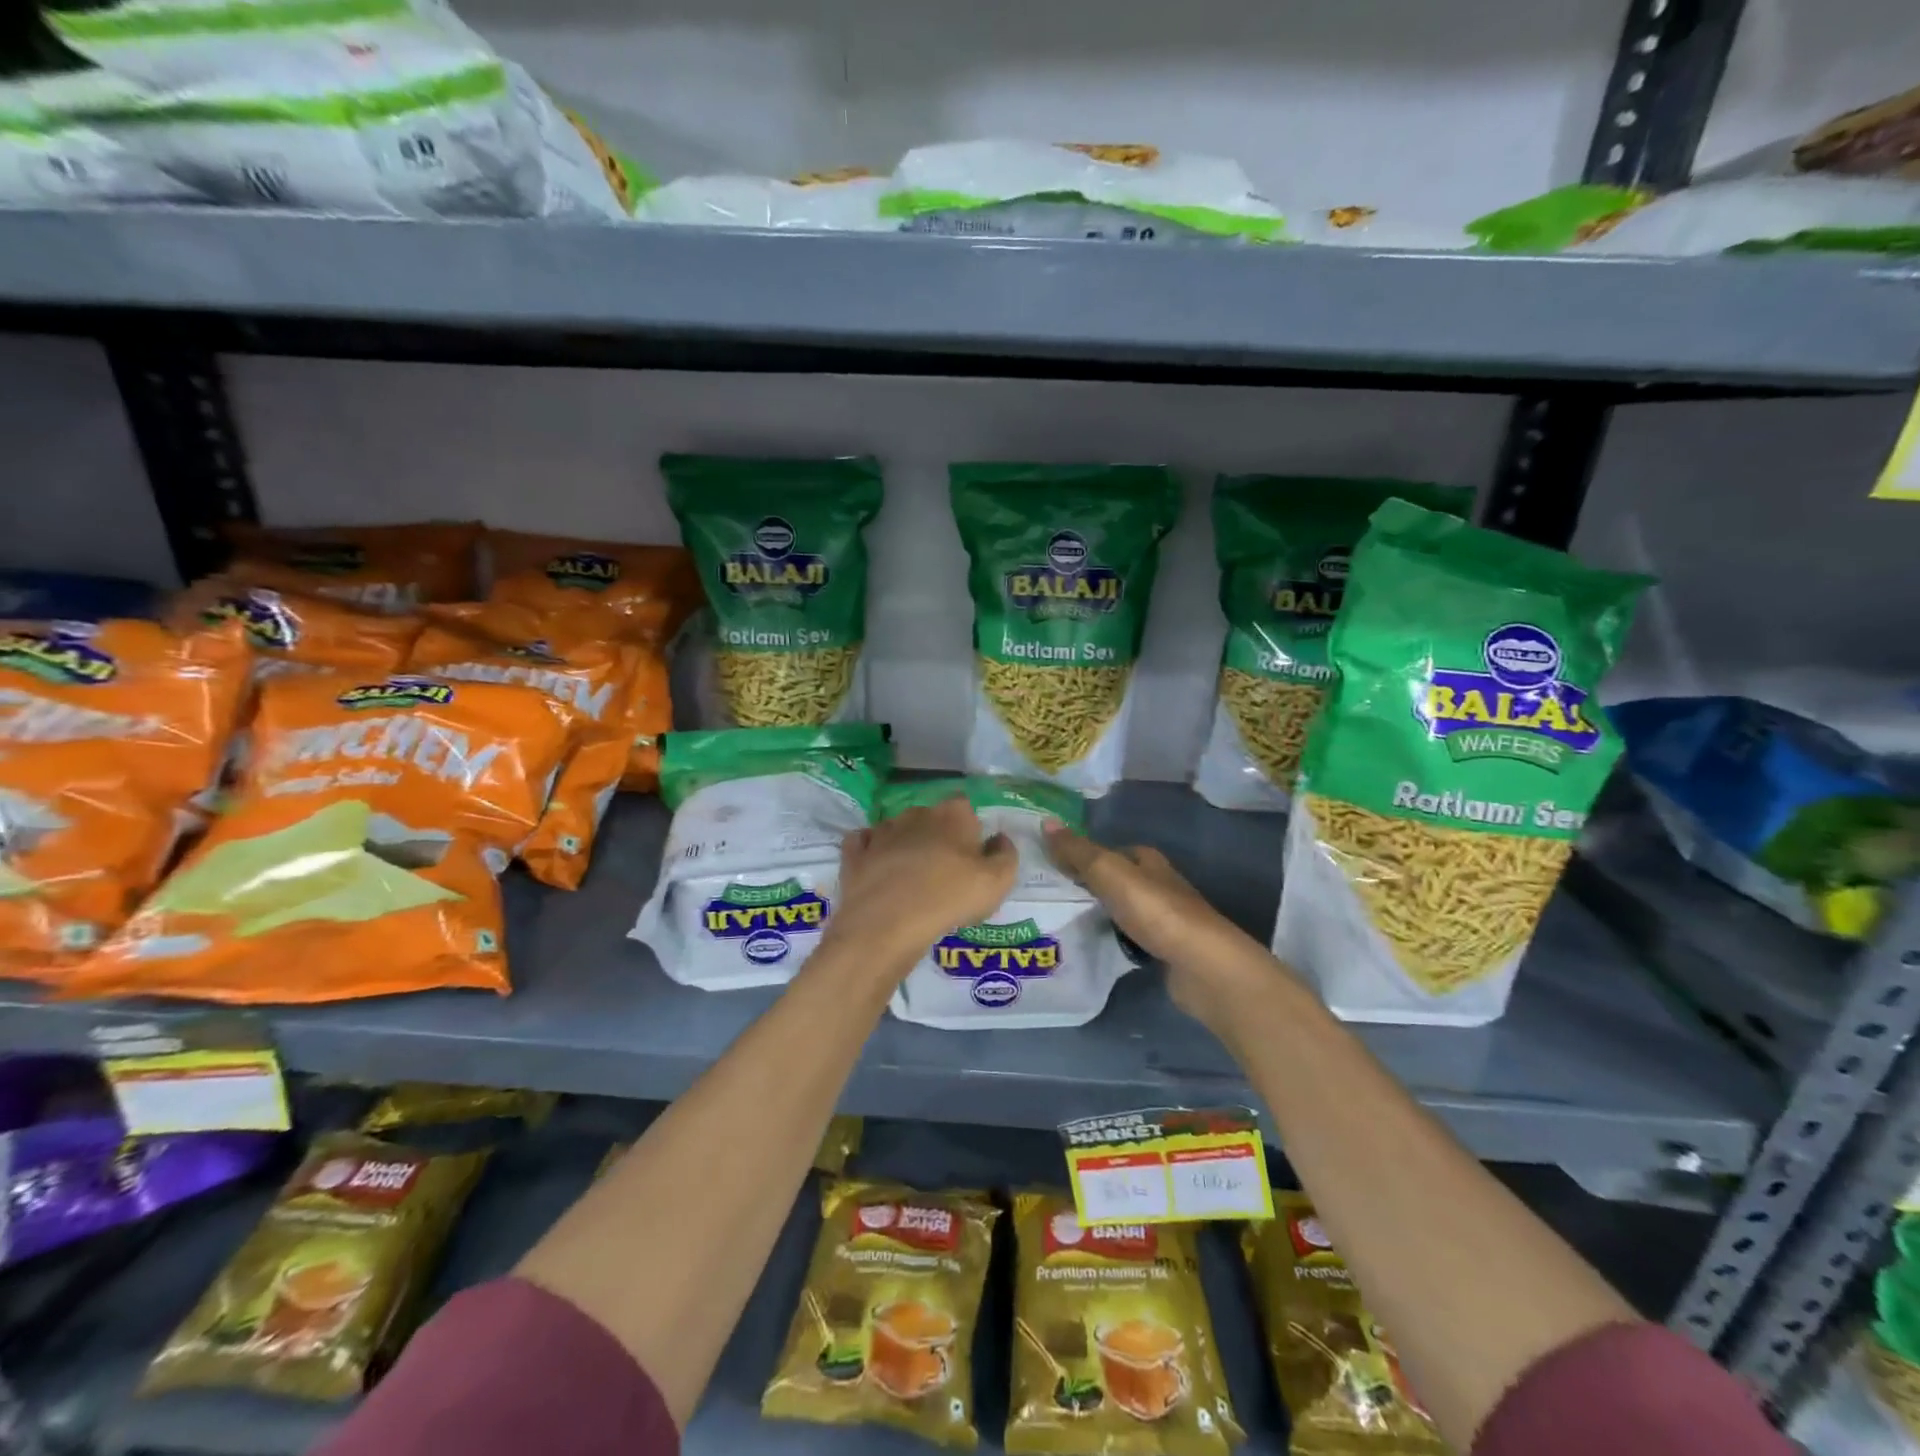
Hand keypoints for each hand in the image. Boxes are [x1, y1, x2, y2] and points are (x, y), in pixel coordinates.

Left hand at [825, 797, 1017, 968]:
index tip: (973, 855)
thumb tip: (999, 839)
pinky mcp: (856, 852)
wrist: (888, 921)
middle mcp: (916, 813)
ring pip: (898, 829)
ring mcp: (882, 831)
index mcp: (953, 814)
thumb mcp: (998, 882)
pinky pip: (864, 844)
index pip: (966, 807)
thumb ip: (1006, 855)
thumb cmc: (950, 897)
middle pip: (931, 818)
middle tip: (944, 871)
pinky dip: (871, 852)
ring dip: (905, 844)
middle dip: (937, 836)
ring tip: (911, 877)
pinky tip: (877, 869)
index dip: (970, 830)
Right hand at [1042, 821, 1269, 1033]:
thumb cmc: (1154, 910)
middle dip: (1090, 886)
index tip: (1053, 867)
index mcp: (1148, 860)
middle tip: (1053, 896)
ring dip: (1101, 914)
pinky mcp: (1166, 950)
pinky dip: (1114, 940)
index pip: (1110, 851)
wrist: (1201, 965)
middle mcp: (1159, 884)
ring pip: (1124, 910)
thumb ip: (1077, 851)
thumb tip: (1045, 821)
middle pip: (1117, 880)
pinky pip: (1131, 938)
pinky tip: (1096, 948)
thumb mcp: (1108, 872)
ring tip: (1065, 922)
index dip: (1083, 856)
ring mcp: (1165, 919)